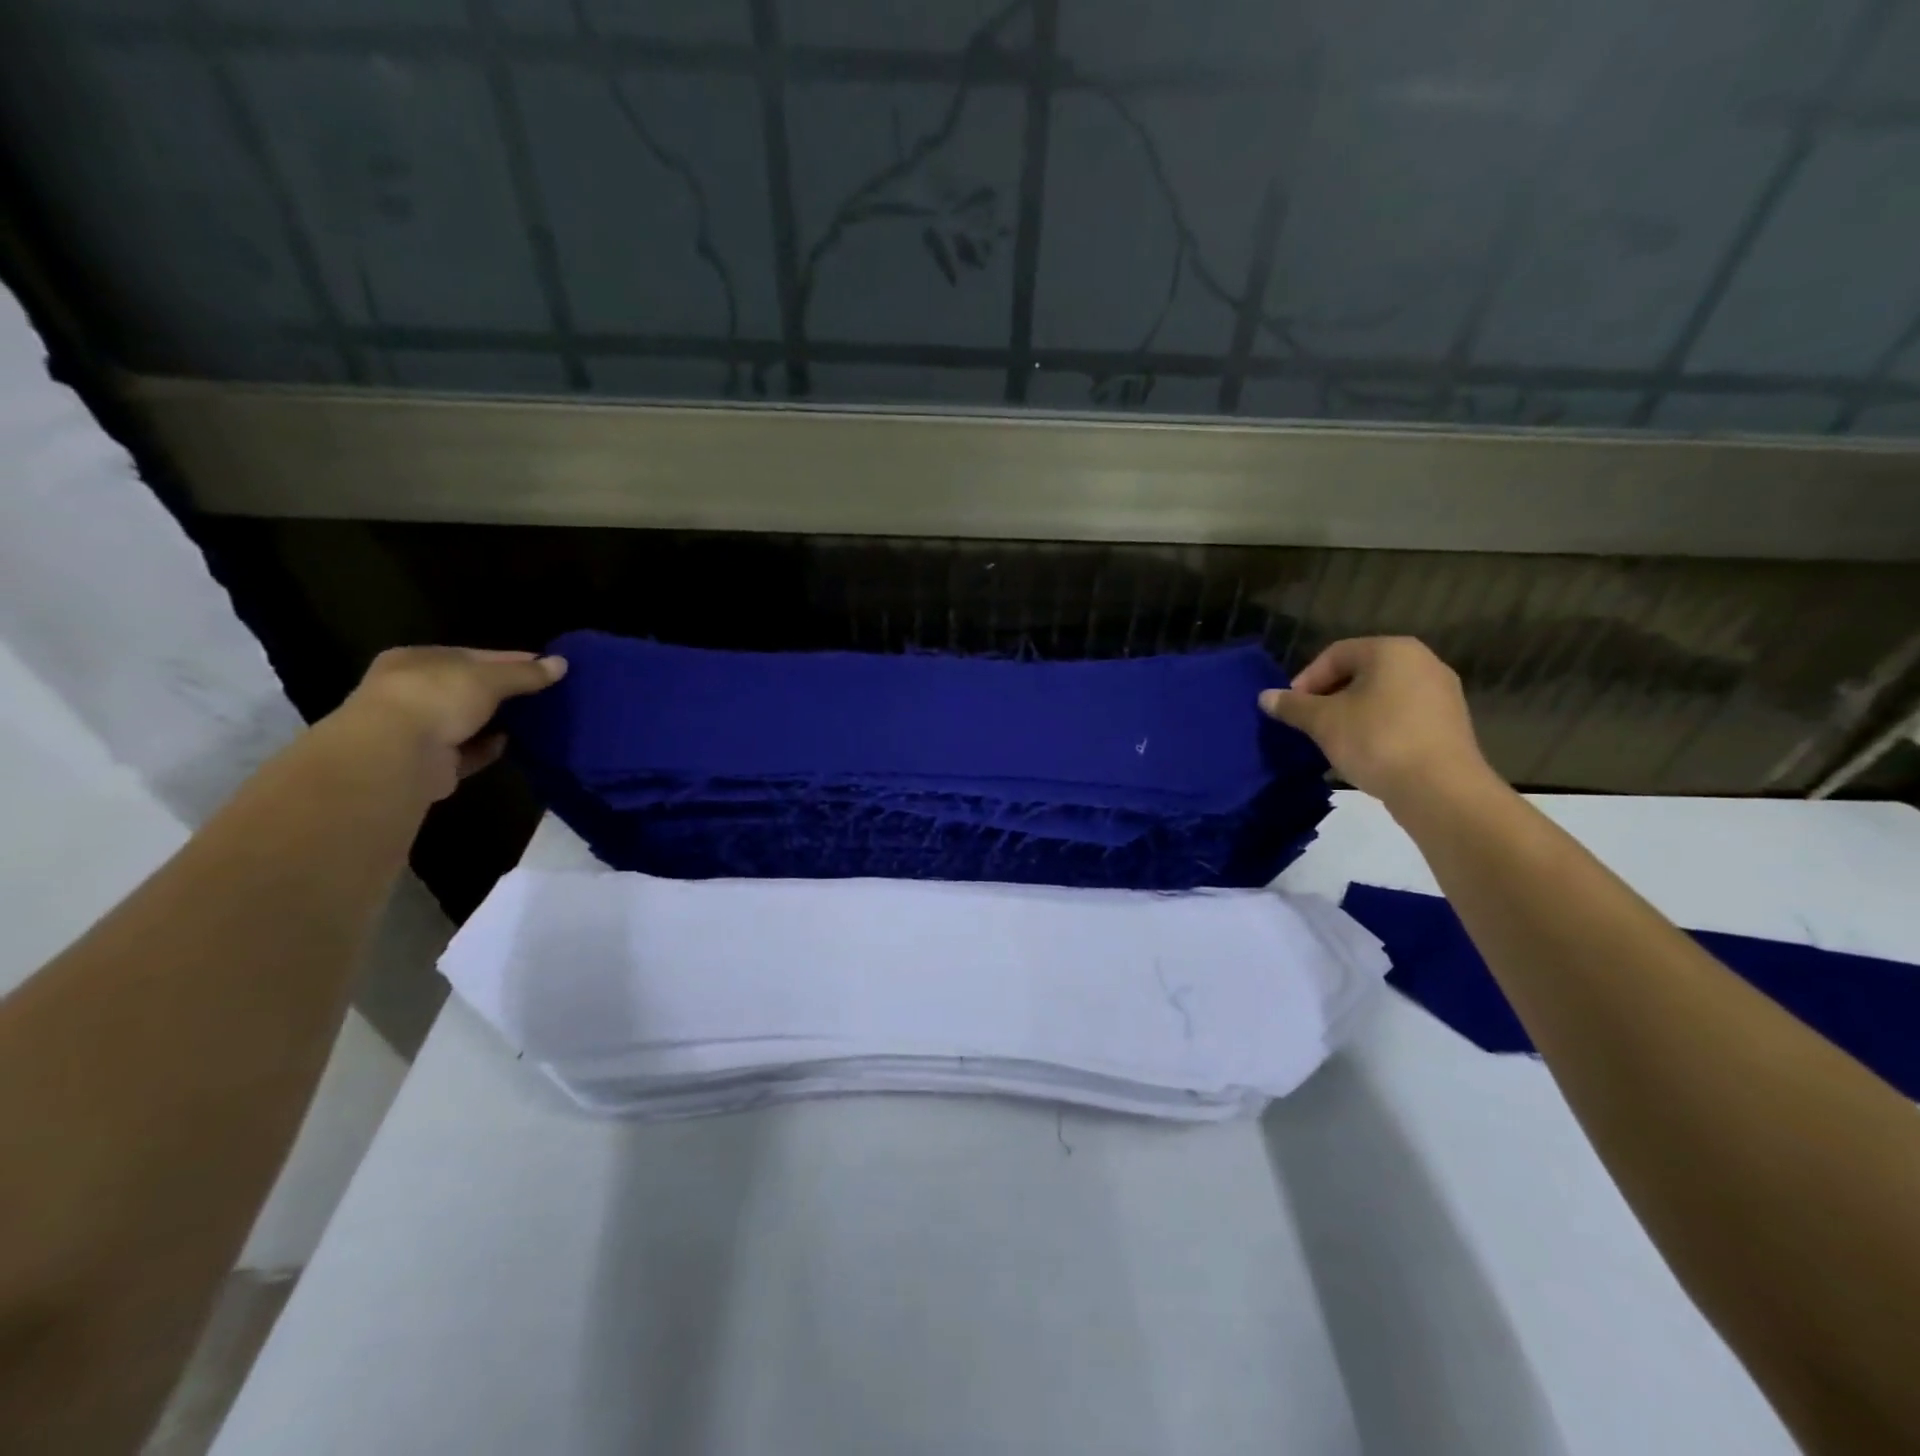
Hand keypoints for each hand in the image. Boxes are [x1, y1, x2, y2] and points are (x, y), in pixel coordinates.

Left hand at [331, 646, 567, 801]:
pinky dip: (489, 748)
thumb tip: (562, 664)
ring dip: (498, 722)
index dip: (512, 660)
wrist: (396, 756)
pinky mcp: (430, 762)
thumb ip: (525, 672)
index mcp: (417, 660)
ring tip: (537, 720)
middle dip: (506, 692)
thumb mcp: (489, 678)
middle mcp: (412, 691)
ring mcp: (417, 729)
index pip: (473, 656)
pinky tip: (511, 743)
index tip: (548, 667)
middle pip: (470, 688)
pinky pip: (468, 751)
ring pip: (469, 721)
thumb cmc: (437, 699)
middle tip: (547, 694)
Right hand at [1258, 637, 1494, 808]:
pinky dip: (1376, 727)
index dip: (1306, 680)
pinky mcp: (1449, 723)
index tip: (1291, 709)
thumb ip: (1293, 706)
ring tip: (1332, 740)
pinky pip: (1401, 715)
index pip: (1335, 654)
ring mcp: (1441, 693)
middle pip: (1360, 672)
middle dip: (1328, 697)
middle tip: (1308, 724)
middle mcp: (1422, 662)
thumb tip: (1265, 697)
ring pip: (1381, 695)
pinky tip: (1363, 752)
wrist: (1440, 789)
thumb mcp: (1324, 722)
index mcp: (1392, 650)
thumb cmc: (1376, 741)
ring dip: (1351, 713)